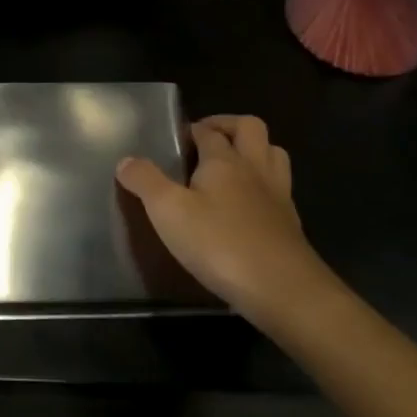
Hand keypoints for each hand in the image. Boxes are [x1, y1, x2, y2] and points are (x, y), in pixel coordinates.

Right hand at [117, 115, 339, 328]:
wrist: (283, 290)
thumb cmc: (219, 243)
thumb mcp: (168, 211)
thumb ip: (145, 182)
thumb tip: (126, 160)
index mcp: (224, 160)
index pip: (208, 131)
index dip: (191, 129)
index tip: (174, 138)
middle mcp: (255, 169)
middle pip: (251, 128)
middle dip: (228, 126)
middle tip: (205, 140)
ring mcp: (278, 196)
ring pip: (274, 154)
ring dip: (254, 150)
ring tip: (230, 165)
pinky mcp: (290, 224)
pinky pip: (280, 188)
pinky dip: (264, 185)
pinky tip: (246, 206)